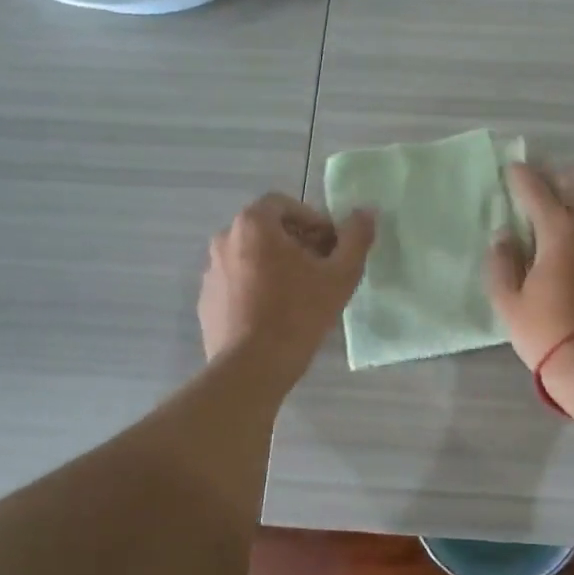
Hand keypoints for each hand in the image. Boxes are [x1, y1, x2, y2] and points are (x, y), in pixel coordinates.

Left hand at [198, 193, 375, 390]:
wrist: (250, 368)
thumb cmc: (298, 314)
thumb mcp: (340, 275)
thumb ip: (356, 238)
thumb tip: (367, 212)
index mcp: (253, 224)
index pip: (285, 205)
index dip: (313, 221)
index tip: (331, 247)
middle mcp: (225, 239)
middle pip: (268, 230)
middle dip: (297, 244)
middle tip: (322, 270)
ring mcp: (211, 271)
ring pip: (252, 257)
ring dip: (277, 266)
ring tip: (301, 295)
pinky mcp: (207, 300)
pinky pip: (237, 283)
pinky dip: (257, 288)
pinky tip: (276, 315)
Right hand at [484, 163, 573, 381]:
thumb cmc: (545, 333)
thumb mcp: (508, 302)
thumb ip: (501, 262)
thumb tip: (504, 234)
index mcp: (559, 232)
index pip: (538, 191)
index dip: (522, 177)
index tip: (512, 169)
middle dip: (560, 176)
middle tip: (544, 183)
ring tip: (573, 195)